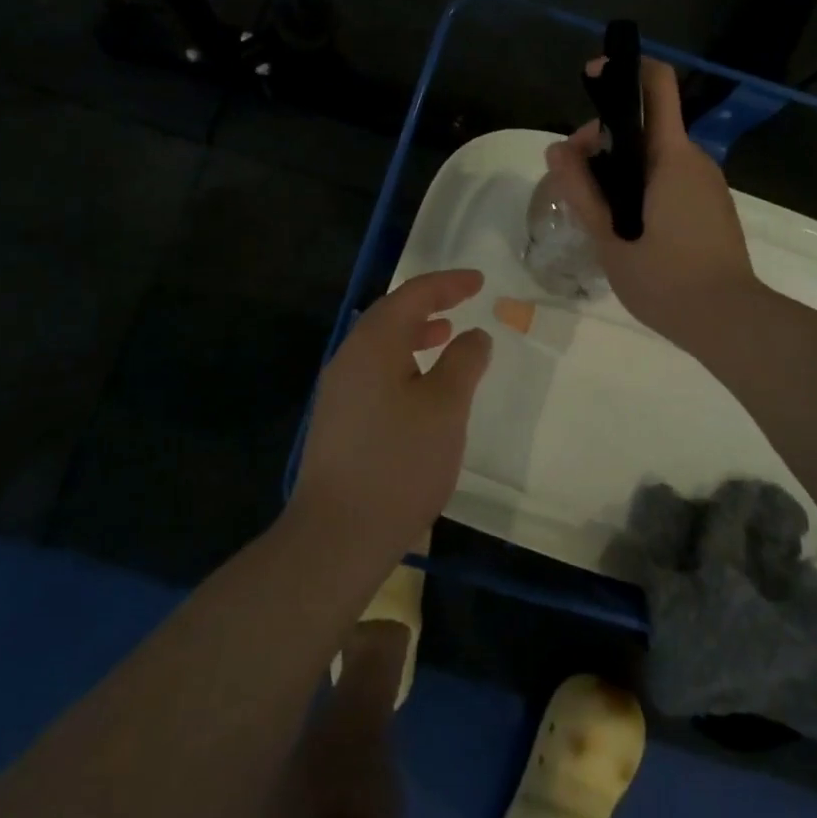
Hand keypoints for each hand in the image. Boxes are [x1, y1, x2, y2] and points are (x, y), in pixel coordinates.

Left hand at [290, 269, 491, 561]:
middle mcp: (349, 358)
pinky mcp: (338, 420)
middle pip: (391, 314)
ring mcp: (339, 390)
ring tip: (445, 336)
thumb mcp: (445, 407)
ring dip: (415, 333)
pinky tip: (421, 387)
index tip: (479, 281)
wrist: (337, 535)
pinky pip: (375, 371)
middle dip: (428, 303)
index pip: (412, 295)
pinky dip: (403, 362)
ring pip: (381, 345)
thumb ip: (464, 362)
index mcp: (373, 343)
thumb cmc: (399, 462)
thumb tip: (475, 335)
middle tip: (463, 300)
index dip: (448, 284)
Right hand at [545, 57, 756, 346]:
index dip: (624, 70)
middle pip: (645, 124)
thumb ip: (582, 191)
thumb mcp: (611, 238)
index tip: (591, 78)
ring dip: (620, 166)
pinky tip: (623, 222)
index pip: (657, 85)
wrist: (730, 322)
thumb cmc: (666, 280)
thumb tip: (556, 150)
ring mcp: (707, 183)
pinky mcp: (711, 206)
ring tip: (593, 205)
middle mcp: (694, 159)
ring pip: (655, 155)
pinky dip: (641, 184)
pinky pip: (670, 177)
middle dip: (604, 138)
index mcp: (672, 157)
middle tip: (574, 176)